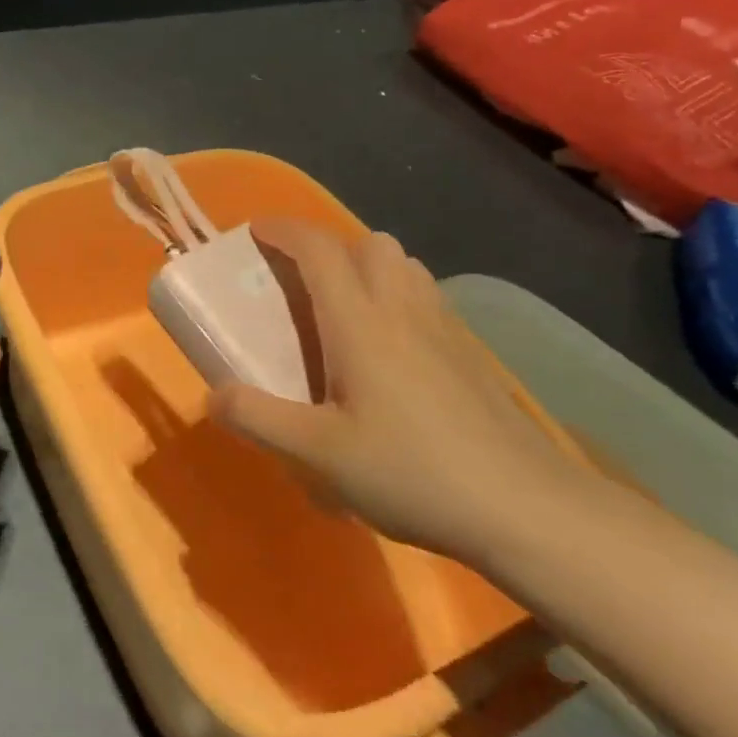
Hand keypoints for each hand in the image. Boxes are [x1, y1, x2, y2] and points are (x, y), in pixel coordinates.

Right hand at [209, 221, 585, 567]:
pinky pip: (427, 295)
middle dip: (330, 245)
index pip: (319, 250)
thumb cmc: (412, 473)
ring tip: (346, 307)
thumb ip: (259, 419)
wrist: (524, 505)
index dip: (284, 230)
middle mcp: (403, 309)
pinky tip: (395, 346)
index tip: (256, 230)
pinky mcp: (469, 352)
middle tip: (303, 281)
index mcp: (360, 324)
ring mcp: (444, 327)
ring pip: (405, 265)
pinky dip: (399, 293)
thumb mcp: (319, 455)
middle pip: (370, 243)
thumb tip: (213, 395)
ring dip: (368, 265)